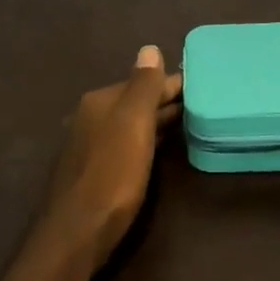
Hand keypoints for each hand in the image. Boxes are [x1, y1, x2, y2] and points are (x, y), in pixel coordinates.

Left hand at [48, 45, 182, 259]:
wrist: (77, 232)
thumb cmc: (111, 174)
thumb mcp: (133, 124)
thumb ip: (143, 86)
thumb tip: (149, 48)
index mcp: (100, 101)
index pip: (143, 82)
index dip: (172, 83)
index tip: (202, 85)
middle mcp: (90, 117)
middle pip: (134, 102)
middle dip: (164, 101)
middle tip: (202, 104)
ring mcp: (88, 145)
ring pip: (130, 124)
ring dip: (156, 121)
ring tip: (189, 123)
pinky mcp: (92, 171)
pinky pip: (125, 144)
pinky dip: (145, 140)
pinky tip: (159, 149)